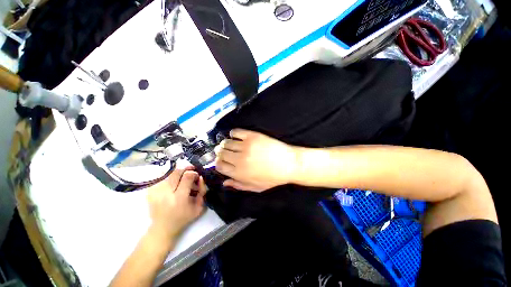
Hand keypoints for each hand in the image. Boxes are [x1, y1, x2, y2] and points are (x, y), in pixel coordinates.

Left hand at [146, 169, 206, 240]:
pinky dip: (168, 175)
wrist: (162, 228)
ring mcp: (155, 192)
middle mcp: (166, 193)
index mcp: (179, 198)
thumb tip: (200, 177)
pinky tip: (172, 180)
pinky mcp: (150, 191)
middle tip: (190, 172)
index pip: (187, 177)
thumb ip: (202, 191)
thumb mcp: (198, 207)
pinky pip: (160, 177)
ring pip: (168, 173)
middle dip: (186, 170)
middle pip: (176, 172)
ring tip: (182, 177)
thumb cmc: (183, 218)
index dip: (193, 173)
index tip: (196, 176)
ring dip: (177, 172)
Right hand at [215, 129, 298, 191]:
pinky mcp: (252, 136)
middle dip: (220, 153)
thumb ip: (238, 185)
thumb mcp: (255, 187)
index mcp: (239, 173)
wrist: (289, 164)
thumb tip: (224, 182)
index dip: (218, 163)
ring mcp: (246, 146)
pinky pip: (236, 132)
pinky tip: (236, 136)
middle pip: (221, 153)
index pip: (219, 165)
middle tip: (225, 152)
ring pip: (226, 142)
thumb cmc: (273, 177)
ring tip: (230, 145)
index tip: (222, 161)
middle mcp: (239, 159)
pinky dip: (233, 133)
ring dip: (225, 144)